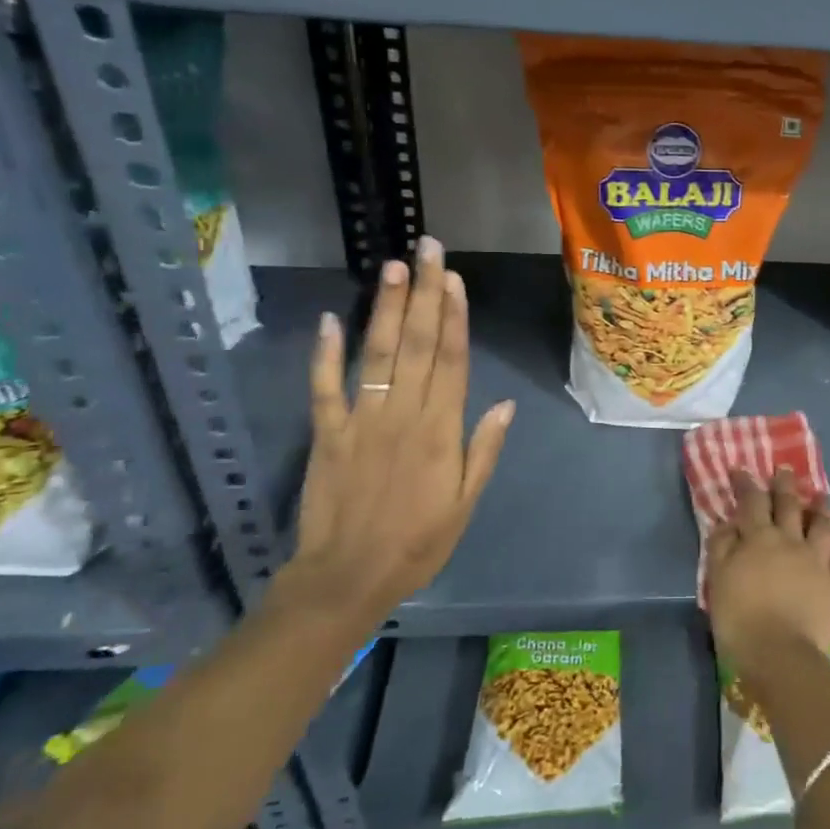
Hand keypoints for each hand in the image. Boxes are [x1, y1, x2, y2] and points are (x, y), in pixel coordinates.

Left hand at [273, 237, 514, 634]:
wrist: (348, 578)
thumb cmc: (417, 543)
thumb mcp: (466, 504)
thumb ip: (483, 451)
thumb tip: (504, 405)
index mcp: (440, 431)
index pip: (452, 361)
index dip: (455, 316)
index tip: (454, 278)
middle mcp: (403, 415)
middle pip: (418, 344)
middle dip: (424, 293)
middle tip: (426, 250)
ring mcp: (361, 421)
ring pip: (377, 355)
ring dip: (387, 309)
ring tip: (392, 268)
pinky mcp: (326, 434)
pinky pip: (324, 388)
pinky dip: (325, 353)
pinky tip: (331, 319)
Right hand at [706, 468, 829, 670]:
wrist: (780, 655)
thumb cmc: (740, 618)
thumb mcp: (717, 579)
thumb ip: (721, 546)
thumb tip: (727, 522)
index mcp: (759, 538)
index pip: (752, 501)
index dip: (747, 483)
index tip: (742, 470)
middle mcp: (791, 541)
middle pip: (789, 505)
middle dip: (786, 485)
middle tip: (785, 470)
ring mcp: (818, 562)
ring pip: (824, 526)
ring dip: (823, 509)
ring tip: (823, 496)